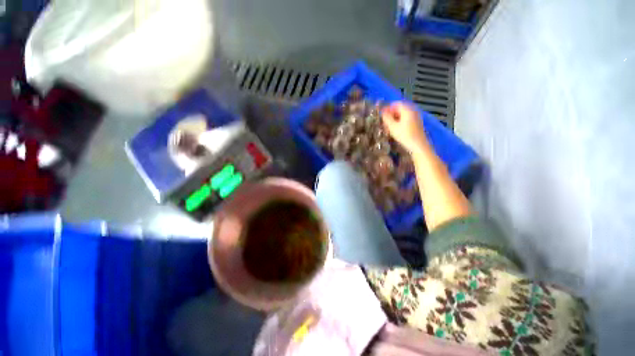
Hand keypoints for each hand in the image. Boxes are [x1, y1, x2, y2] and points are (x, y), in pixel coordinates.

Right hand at [381, 102, 428, 153]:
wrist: (418, 145)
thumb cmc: (405, 135)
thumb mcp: (392, 127)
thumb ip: (386, 118)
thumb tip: (382, 112)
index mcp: (407, 109)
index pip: (396, 104)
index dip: (387, 108)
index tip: (381, 114)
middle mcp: (413, 111)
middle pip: (400, 109)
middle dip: (391, 114)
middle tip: (384, 121)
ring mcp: (416, 117)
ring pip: (403, 114)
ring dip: (395, 119)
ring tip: (388, 126)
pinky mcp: (416, 123)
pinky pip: (406, 119)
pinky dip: (400, 122)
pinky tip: (395, 129)